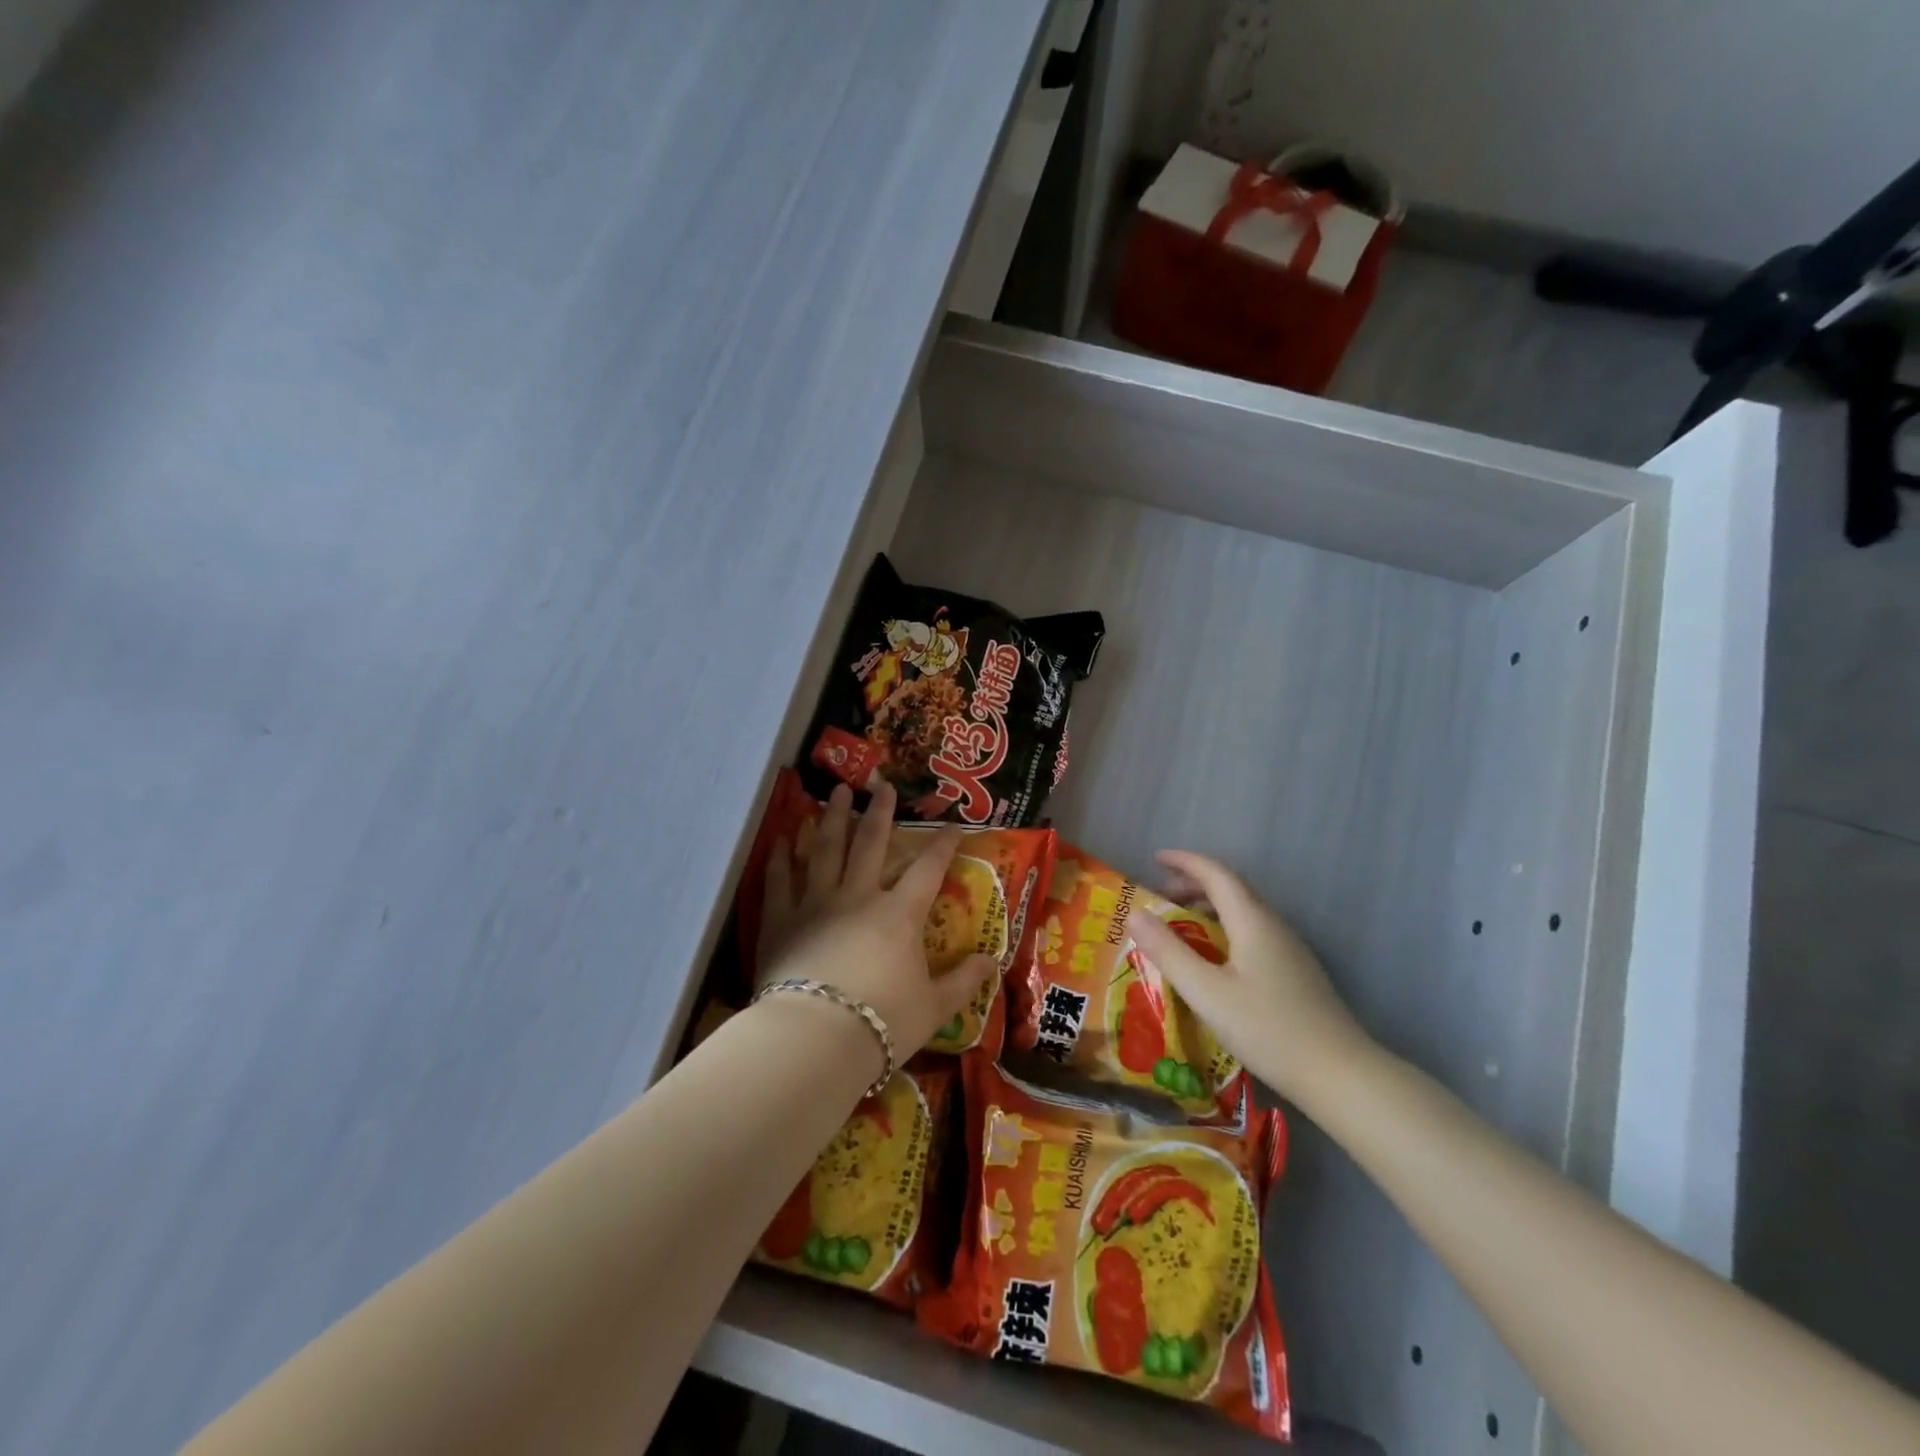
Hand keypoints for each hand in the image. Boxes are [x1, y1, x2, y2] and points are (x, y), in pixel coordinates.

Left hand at [758, 781, 996, 1055]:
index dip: (943, 845)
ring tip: (835, 792)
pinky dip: (780, 858)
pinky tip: (781, 839)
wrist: (816, 1038)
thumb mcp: (934, 1007)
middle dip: (879, 812)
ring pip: (825, 849)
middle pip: (870, 843)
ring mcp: (816, 903)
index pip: (928, 870)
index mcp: (899, 915)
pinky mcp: (781, 920)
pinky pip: (780, 881)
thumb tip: (993, 962)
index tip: (953, 825)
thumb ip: (963, 981)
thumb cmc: (883, 1022)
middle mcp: (858, 896)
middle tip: (881, 784)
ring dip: (831, 818)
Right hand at [1127, 850, 1375, 1111]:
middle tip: (1160, 893)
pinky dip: (1225, 928)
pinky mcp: (1296, 971)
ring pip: (1244, 911)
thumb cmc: (1268, 1029)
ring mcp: (1289, 949)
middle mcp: (1273, 925)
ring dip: (1210, 906)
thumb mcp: (1206, 993)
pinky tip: (1214, 958)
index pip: (1216, 874)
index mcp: (1252, 921)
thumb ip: (1169, 952)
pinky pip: (1253, 932)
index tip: (1155, 858)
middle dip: (1194, 883)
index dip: (1185, 862)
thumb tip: (1133, 913)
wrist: (1339, 1074)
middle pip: (1232, 888)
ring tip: (1180, 924)